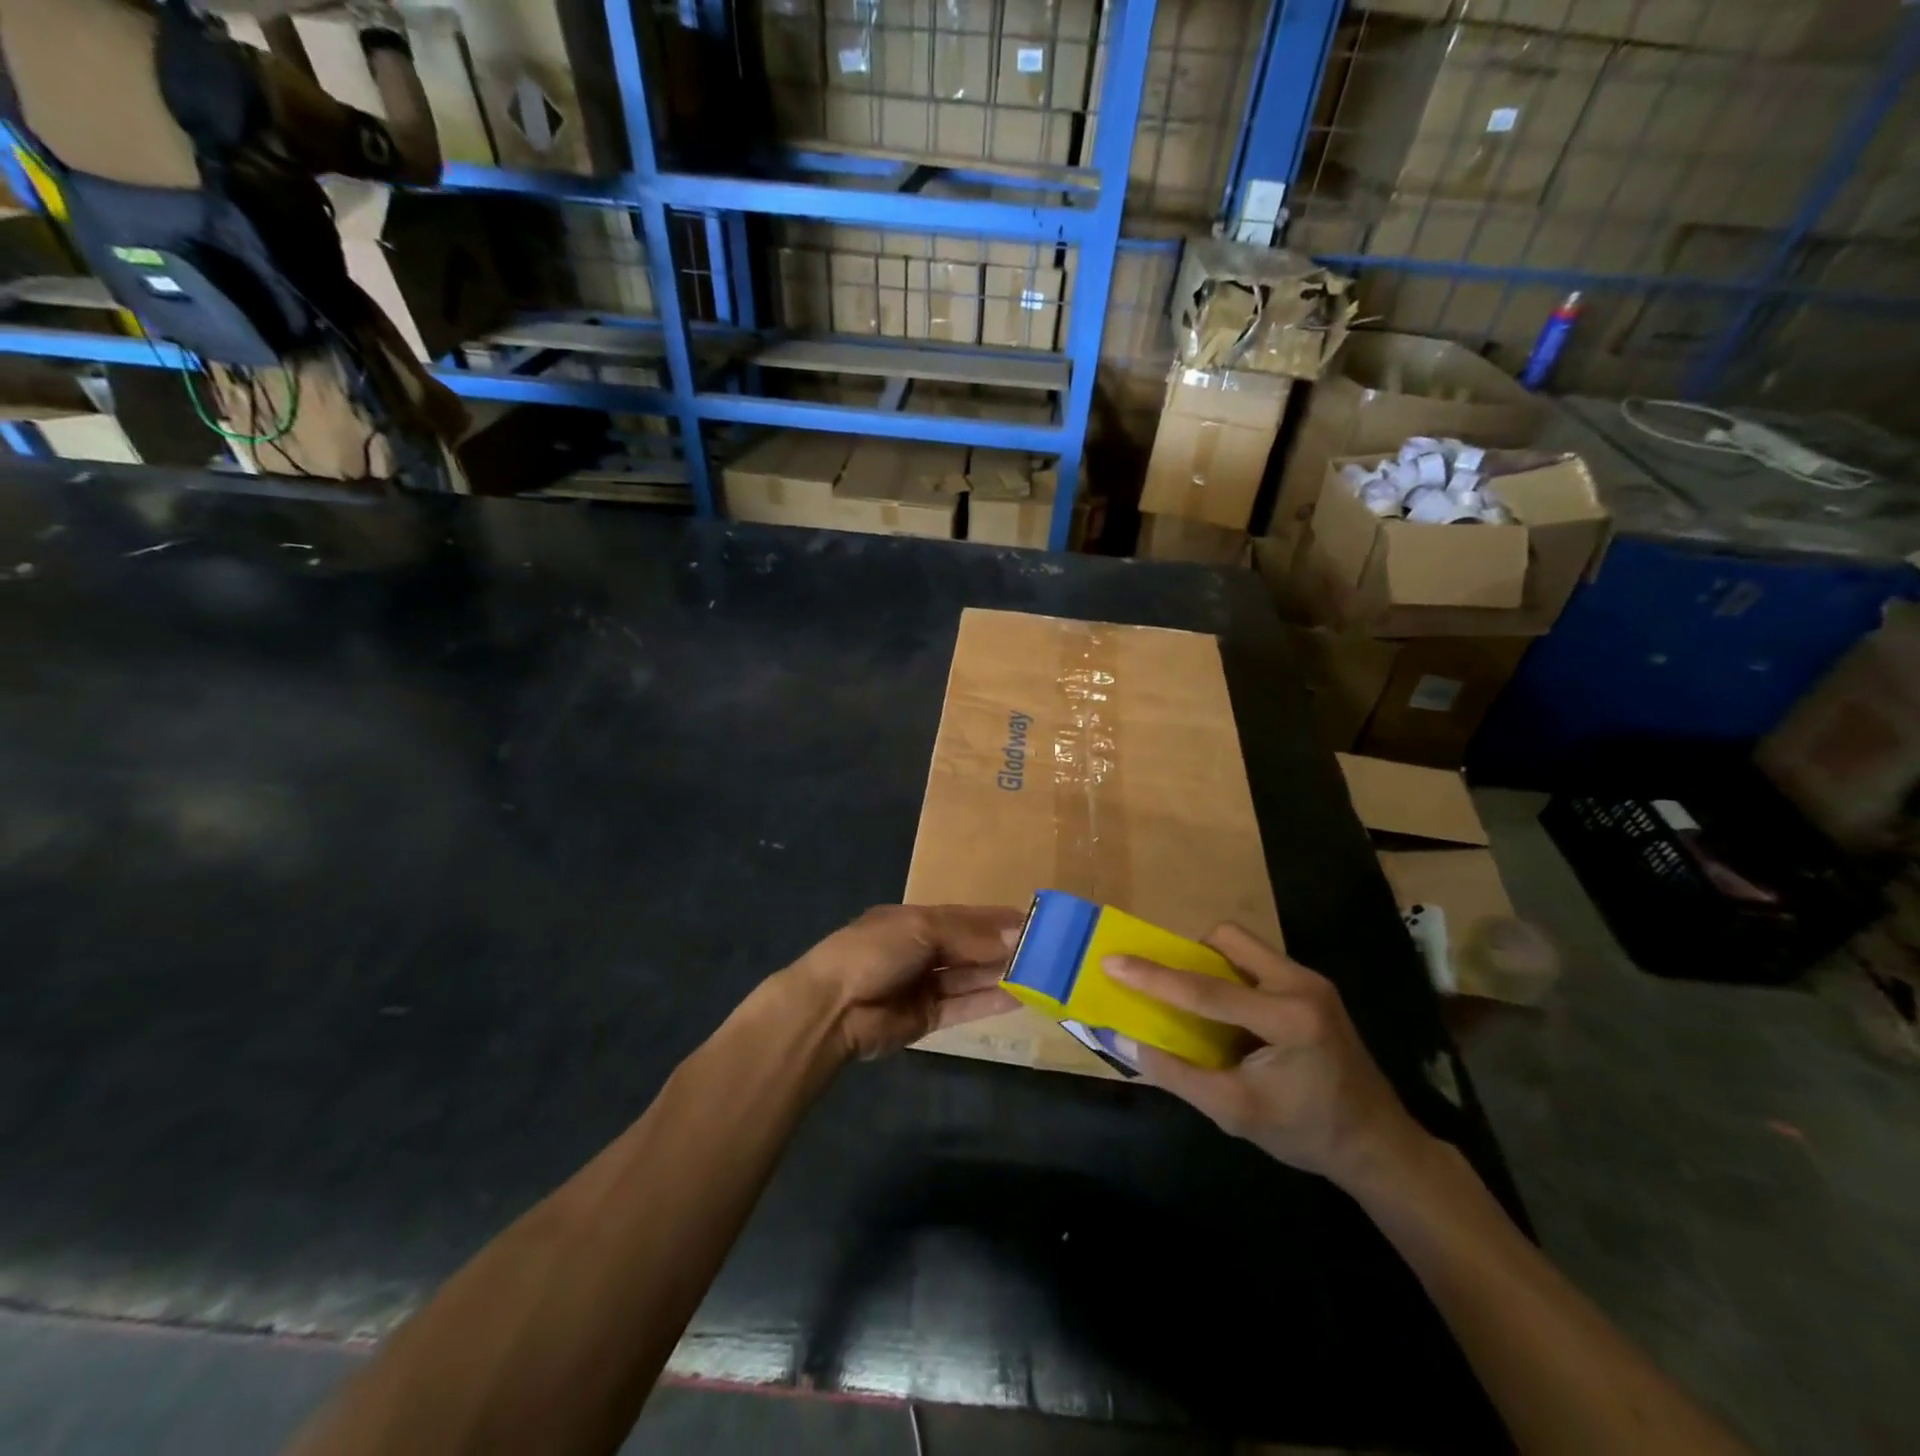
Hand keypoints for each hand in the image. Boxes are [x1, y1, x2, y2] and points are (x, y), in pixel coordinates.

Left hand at [787, 904, 1023, 1061]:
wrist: (832, 1008)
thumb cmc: (874, 952)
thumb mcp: (921, 928)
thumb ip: (969, 933)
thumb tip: (1016, 932)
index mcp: (917, 920)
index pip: (967, 918)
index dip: (999, 920)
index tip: (1036, 922)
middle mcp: (924, 950)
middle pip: (971, 948)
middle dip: (1004, 948)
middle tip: (1048, 952)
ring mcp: (925, 985)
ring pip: (971, 978)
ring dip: (1002, 975)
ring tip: (1041, 975)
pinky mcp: (927, 1018)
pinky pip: (964, 1007)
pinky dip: (990, 1002)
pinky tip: (1019, 998)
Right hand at [1105, 924, 1429, 1192]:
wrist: (1378, 1145)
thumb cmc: (1306, 1133)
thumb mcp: (1233, 1111)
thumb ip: (1175, 1073)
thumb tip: (1121, 1040)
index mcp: (1287, 1019)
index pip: (1205, 990)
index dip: (1153, 976)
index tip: (1111, 960)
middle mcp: (1301, 985)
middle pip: (1228, 940)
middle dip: (1189, 955)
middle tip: (1168, 985)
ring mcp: (1311, 981)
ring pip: (1243, 945)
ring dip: (1211, 963)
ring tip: (1197, 1002)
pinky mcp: (1313, 987)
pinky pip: (1257, 961)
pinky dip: (1231, 976)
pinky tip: (1229, 1013)